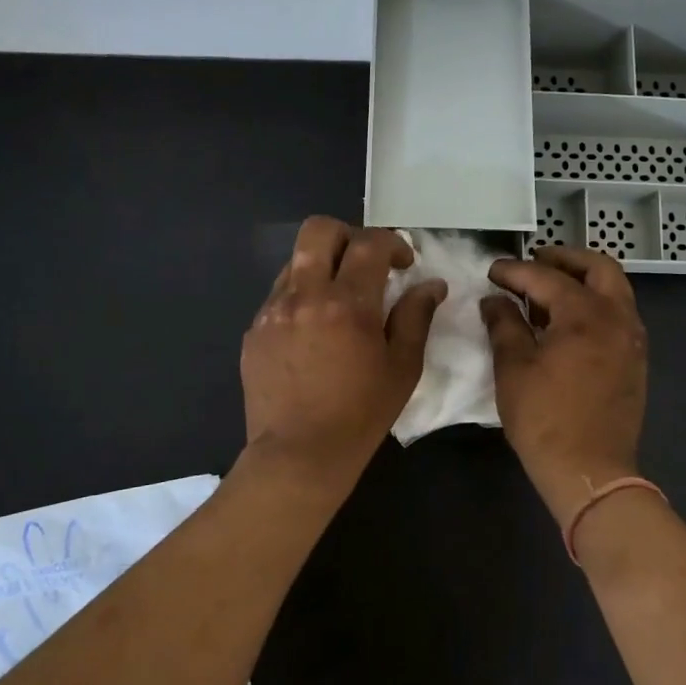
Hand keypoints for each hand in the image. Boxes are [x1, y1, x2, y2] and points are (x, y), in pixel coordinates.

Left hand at [241, 217, 444, 483]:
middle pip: (319, 231)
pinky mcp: (254, 330)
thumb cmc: (361, 413)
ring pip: (295, 261)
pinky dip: (301, 298)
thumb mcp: (402, 367)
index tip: (403, 264)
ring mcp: (273, 311)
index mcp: (347, 304)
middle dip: (347, 235)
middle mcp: (305, 295)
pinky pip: (278, 296)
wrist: (299, 453)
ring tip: (337, 302)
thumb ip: (416, 317)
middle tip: (365, 264)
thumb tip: (431, 284)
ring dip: (321, 267)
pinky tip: (313, 333)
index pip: (369, 244)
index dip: (392, 244)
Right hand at [481, 245, 647, 528]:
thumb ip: (504, 325)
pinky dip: (596, 304)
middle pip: (599, 268)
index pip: (547, 278)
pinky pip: (619, 315)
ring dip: (584, 280)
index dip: (515, 271)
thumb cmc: (545, 419)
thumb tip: (495, 300)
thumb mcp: (513, 368)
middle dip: (565, 258)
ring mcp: (632, 339)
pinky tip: (568, 322)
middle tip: (535, 260)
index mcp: (586, 314)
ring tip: (549, 291)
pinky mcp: (635, 361)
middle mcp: (618, 317)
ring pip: (615, 290)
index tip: (492, 271)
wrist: (590, 470)